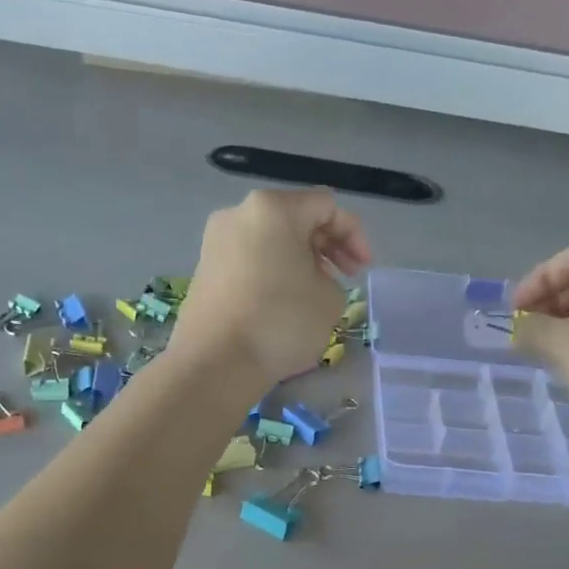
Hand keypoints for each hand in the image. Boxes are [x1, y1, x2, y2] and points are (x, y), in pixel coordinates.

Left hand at [171, 190, 370, 389]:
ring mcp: (216, 241)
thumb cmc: (281, 322)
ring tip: (316, 293)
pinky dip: (274, 271)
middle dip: (327, 246)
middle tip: (345, 277)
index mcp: (274, 209)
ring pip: (271, 239)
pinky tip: (285, 302)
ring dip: (300, 259)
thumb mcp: (330, 299)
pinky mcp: (205, 269)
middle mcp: (239, 213)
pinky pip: (250, 259)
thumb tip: (311, 279)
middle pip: (296, 218)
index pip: (326, 206)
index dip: (354, 235)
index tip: (363, 270)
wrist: (215, 362)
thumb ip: (333, 277)